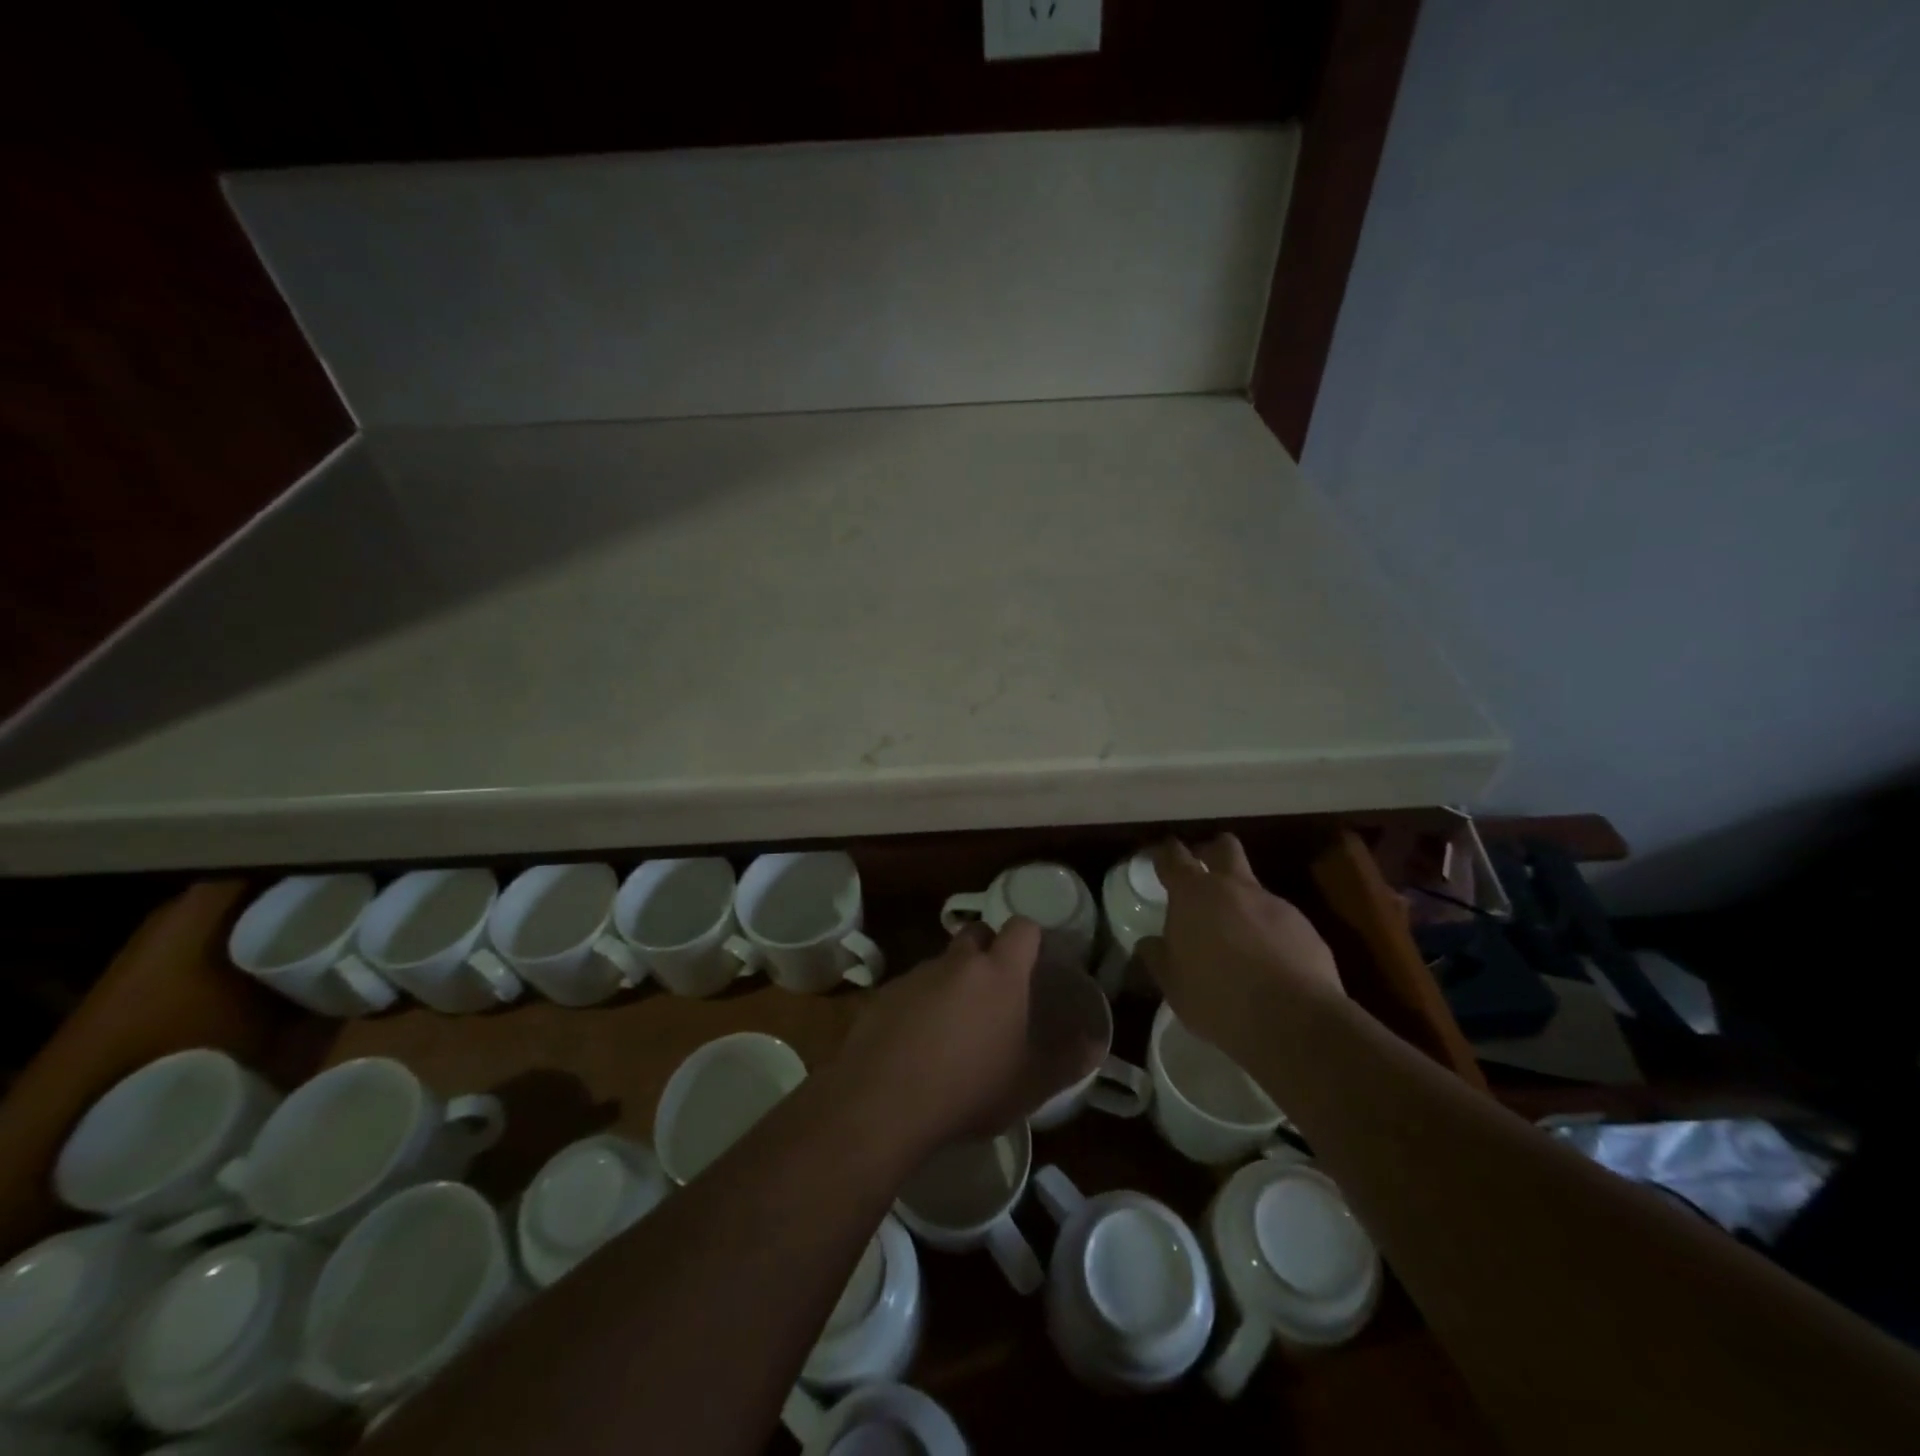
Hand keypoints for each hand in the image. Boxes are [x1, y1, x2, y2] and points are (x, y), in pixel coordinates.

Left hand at [835, 919, 1103, 1146]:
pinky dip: (918, 1005)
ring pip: (941, 963)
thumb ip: (1068, 1060)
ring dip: (951, 982)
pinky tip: (916, 1043)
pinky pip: (910, 989)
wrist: (884, 1102)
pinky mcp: (883, 994)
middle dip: (987, 951)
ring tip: (953, 1026)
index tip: (1034, 960)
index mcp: (1000, 972)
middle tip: (995, 991)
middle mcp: (957, 961)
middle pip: (976, 935)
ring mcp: (916, 975)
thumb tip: (1096, 1043)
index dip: (1030, 938)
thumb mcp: (1031, 1084)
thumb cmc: (970, 1088)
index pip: (1022, 927)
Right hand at [1139, 834, 1343, 1059]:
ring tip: (1235, 938)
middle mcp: (1234, 888)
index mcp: (1193, 894)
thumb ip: (1158, 957)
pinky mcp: (1305, 928)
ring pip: (1253, 888)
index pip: (1173, 856)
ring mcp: (1274, 904)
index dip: (1164, 853)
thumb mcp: (1173, 983)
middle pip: (1223, 847)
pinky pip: (1279, 921)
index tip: (1158, 856)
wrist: (1293, 1019)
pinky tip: (1267, 963)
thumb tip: (1149, 944)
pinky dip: (1268, 933)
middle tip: (1201, 874)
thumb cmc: (1217, 996)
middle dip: (1210, 852)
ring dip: (1241, 903)